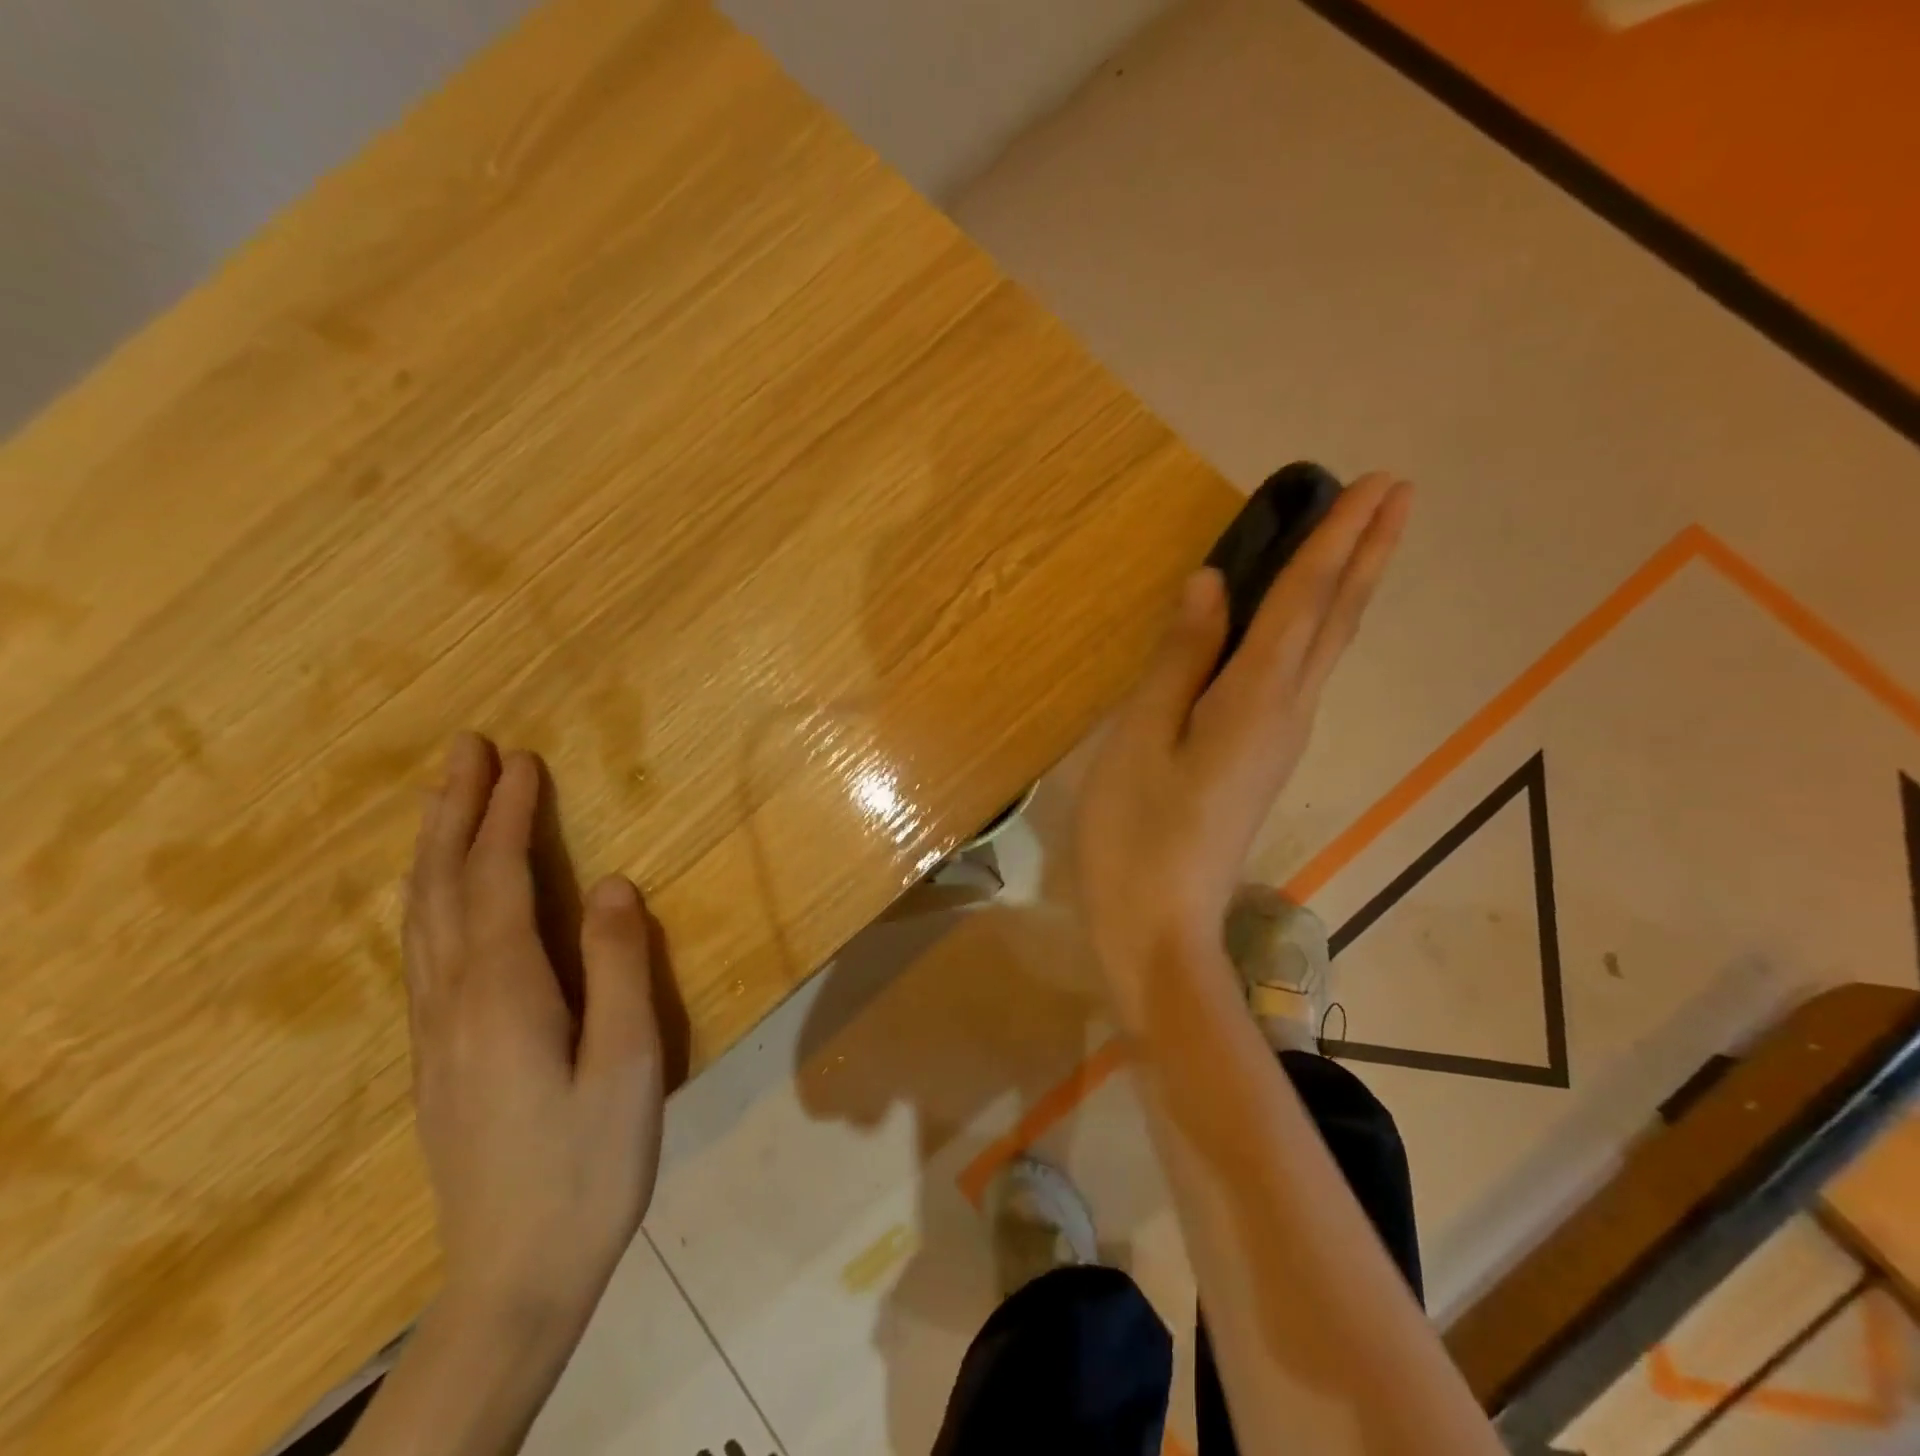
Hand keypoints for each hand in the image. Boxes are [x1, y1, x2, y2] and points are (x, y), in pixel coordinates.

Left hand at [404, 734, 664, 1326]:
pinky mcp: (438, 1057)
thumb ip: (618, 967)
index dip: (507, 817)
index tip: (519, 759)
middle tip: (464, 750)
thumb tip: (611, 883)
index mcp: (503, 996)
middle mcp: (453, 1002)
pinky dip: (431, 897)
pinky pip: (423, 951)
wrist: (515, 1277)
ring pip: (422, 918)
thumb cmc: (588, 1162)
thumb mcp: (628, 1062)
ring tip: (448, 800)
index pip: (498, 882)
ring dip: (436, 848)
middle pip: (443, 888)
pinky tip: (440, 895)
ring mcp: (434, 1033)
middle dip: (453, 812)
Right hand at [1075, 473, 1411, 1029]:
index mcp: (1254, 701)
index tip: (1375, 483)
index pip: (1302, 602)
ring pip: (1326, 649)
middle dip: (1365, 553)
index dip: (1334, 540)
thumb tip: (1212, 584)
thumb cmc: (1136, 834)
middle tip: (1395, 493)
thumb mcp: (1142, 740)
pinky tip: (1307, 620)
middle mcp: (1285, 713)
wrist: (1160, 928)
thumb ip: (1179, 661)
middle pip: (1335, 621)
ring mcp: (1279, 740)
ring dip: (1348, 588)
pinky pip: (1300, 675)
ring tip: (1361, 540)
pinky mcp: (1263, 760)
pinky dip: (1316, 629)